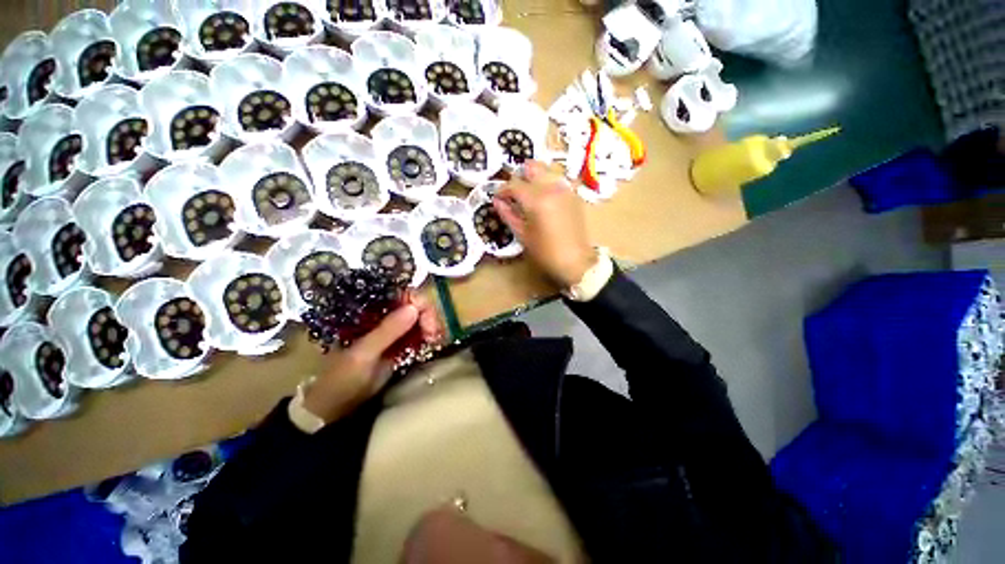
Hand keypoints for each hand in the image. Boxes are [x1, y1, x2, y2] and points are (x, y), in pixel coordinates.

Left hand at [303, 292, 441, 422]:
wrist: (336, 406)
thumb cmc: (342, 377)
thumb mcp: (364, 354)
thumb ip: (388, 331)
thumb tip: (415, 307)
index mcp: (368, 312)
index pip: (398, 295)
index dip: (416, 301)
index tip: (427, 316)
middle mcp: (382, 317)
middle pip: (412, 305)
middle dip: (426, 315)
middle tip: (433, 333)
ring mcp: (392, 331)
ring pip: (418, 319)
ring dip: (429, 325)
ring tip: (435, 338)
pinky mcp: (399, 345)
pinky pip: (418, 334)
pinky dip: (427, 336)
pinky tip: (433, 341)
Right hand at [494, 161, 596, 287]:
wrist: (575, 260)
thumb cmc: (545, 251)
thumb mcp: (522, 234)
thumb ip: (508, 214)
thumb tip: (497, 201)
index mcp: (536, 199)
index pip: (514, 184)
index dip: (503, 190)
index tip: (498, 198)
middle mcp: (552, 187)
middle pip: (532, 167)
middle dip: (520, 176)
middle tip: (514, 192)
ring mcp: (565, 189)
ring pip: (546, 171)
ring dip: (534, 178)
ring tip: (528, 194)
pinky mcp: (574, 195)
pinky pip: (557, 181)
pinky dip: (547, 184)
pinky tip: (543, 199)